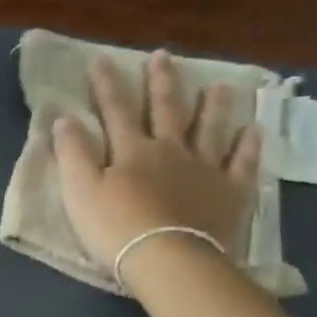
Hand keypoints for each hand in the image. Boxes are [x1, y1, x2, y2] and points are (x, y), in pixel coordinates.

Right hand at [52, 49, 261, 272]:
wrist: (169, 260)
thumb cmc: (117, 228)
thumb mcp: (80, 192)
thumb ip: (72, 154)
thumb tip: (64, 119)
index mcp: (132, 151)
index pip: (116, 111)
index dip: (107, 85)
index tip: (101, 60)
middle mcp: (171, 151)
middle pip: (166, 110)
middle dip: (161, 83)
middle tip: (163, 56)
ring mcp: (206, 169)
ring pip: (210, 129)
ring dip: (212, 106)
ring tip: (219, 85)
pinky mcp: (231, 193)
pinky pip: (243, 163)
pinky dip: (248, 146)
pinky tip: (253, 131)